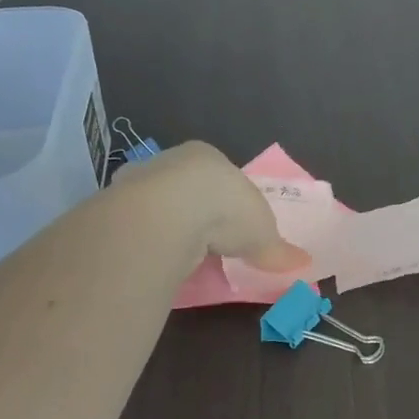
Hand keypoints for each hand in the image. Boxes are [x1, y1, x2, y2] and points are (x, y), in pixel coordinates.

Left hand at [109, 141, 311, 274]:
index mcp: (207, 156)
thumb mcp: (263, 233)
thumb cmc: (226, 209)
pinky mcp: (115, 207)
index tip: (231, 225)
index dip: (227, 200)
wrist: (168, 212)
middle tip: (206, 242)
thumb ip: (278, 248)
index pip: (218, 176)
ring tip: (182, 256)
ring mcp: (138, 183)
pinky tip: (159, 260)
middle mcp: (170, 162)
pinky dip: (149, 242)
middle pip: (186, 188)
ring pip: (158, 206)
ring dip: (169, 228)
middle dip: (195, 212)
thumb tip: (302, 262)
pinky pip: (138, 227)